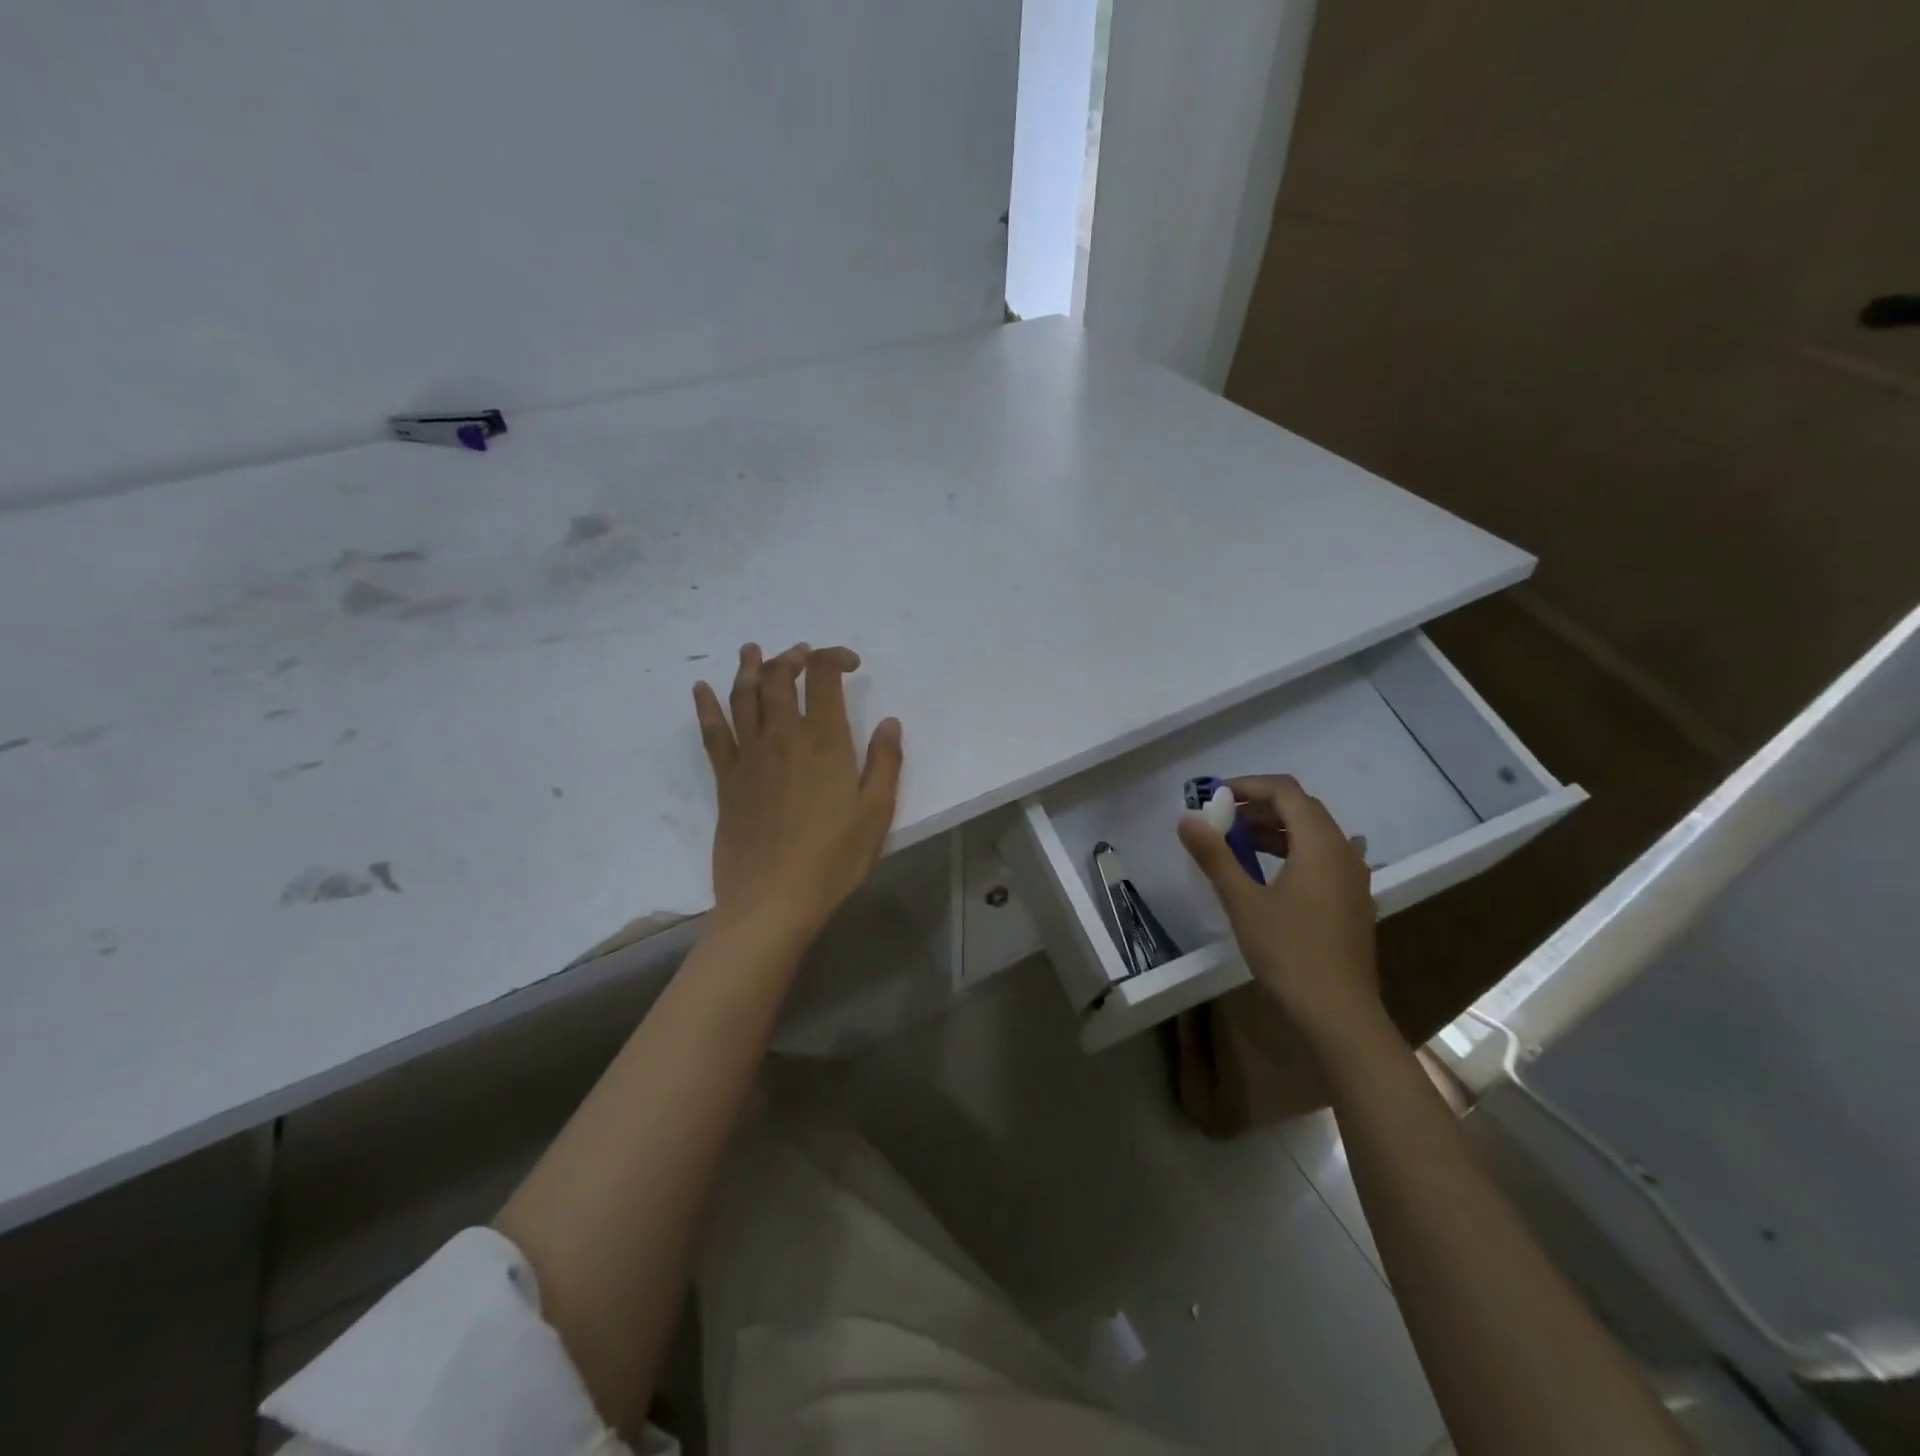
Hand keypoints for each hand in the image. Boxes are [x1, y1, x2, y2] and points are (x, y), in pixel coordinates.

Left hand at [692, 642, 903, 944]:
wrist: (772, 900)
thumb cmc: (833, 858)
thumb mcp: (876, 813)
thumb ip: (885, 762)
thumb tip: (890, 722)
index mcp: (825, 742)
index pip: (824, 679)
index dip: (835, 658)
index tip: (849, 663)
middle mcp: (783, 737)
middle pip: (779, 678)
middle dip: (791, 657)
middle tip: (802, 653)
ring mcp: (749, 756)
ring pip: (744, 696)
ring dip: (749, 667)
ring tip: (752, 649)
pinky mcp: (725, 780)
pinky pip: (712, 733)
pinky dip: (706, 706)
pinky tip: (701, 689)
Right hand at [1177, 774, 1382, 1048]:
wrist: (1339, 1014)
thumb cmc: (1289, 952)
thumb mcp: (1243, 902)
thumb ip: (1215, 856)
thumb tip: (1186, 819)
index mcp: (1320, 845)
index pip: (1287, 792)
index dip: (1250, 786)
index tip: (1215, 797)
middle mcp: (1343, 852)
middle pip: (1303, 810)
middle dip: (1260, 807)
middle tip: (1222, 821)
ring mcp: (1353, 879)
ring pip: (1314, 835)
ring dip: (1276, 830)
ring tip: (1239, 844)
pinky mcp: (1352, 902)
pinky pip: (1323, 859)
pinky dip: (1294, 853)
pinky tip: (1276, 871)